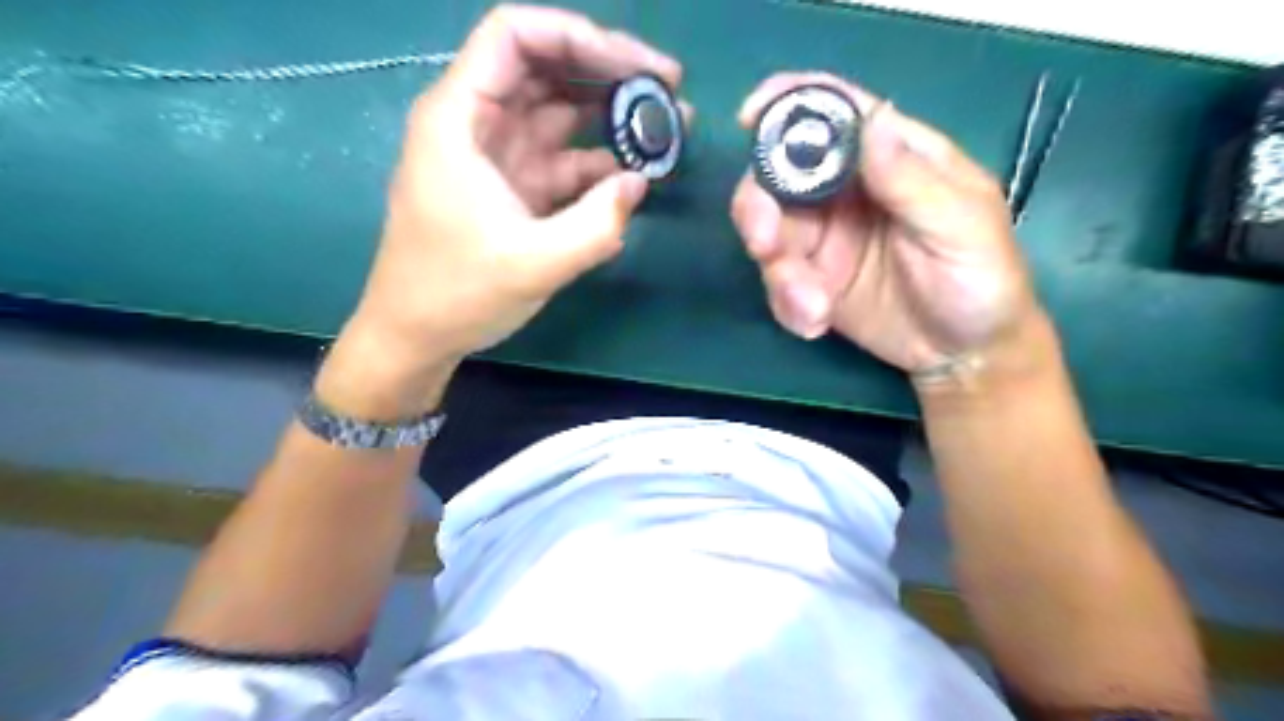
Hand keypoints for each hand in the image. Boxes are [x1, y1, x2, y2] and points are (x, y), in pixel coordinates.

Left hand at [342, 7, 680, 370]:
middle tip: (669, 93)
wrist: (417, 337)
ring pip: (560, 114)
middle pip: (546, 68)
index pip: (516, 36)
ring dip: (612, 118)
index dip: (581, 37)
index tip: (638, 68)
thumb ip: (597, 224)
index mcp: (461, 118)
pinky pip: (564, 160)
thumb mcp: (533, 263)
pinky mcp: (515, 189)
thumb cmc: (456, 294)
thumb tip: (640, 182)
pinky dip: (600, 165)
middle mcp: (479, 124)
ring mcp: (499, 157)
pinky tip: (635, 177)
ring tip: (667, 130)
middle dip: (609, 74)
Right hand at [733, 72, 1042, 377]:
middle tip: (764, 244)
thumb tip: (871, 121)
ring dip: (779, 272)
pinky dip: (786, 304)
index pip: (835, 114)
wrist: (965, 355)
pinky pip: (777, 283)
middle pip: (780, 176)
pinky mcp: (810, 282)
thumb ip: (913, 180)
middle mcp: (847, 193)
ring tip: (813, 308)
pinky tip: (815, 323)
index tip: (750, 118)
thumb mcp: (961, 227)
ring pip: (769, 235)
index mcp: (891, 159)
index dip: (789, 104)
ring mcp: (824, 240)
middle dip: (759, 206)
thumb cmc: (982, 280)